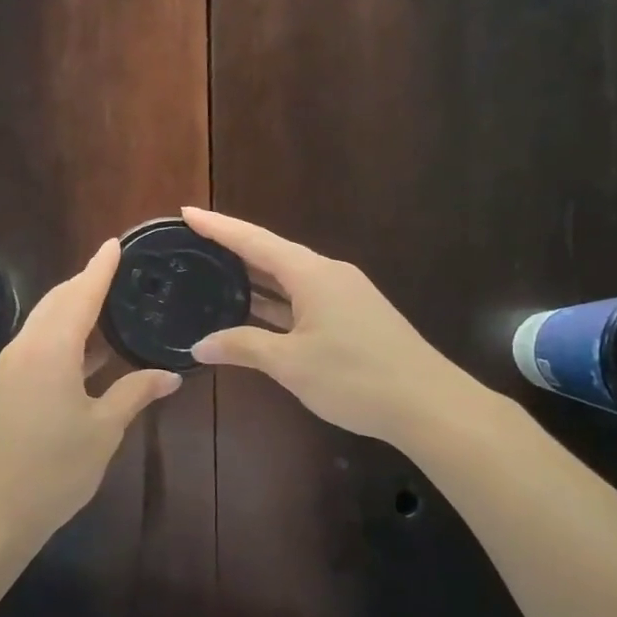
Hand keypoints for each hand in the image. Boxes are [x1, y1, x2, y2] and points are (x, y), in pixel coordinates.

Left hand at [0, 239, 181, 546]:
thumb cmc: (53, 470)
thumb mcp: (103, 431)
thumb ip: (135, 394)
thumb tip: (170, 375)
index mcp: (51, 349)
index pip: (81, 295)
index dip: (100, 268)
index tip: (116, 244)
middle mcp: (26, 347)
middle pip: (58, 301)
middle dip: (86, 282)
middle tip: (119, 272)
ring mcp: (11, 366)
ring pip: (45, 321)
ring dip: (74, 308)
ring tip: (109, 302)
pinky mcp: (7, 385)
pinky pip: (38, 342)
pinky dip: (64, 333)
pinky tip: (89, 347)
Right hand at [183, 207, 511, 456]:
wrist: (429, 405)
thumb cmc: (355, 377)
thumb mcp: (291, 363)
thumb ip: (243, 347)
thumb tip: (199, 346)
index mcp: (311, 274)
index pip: (254, 241)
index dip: (218, 226)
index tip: (187, 212)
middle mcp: (328, 274)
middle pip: (272, 254)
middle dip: (233, 249)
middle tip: (193, 245)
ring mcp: (345, 295)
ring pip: (289, 278)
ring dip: (254, 278)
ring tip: (214, 275)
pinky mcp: (354, 316)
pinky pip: (304, 298)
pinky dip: (275, 301)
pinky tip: (255, 312)